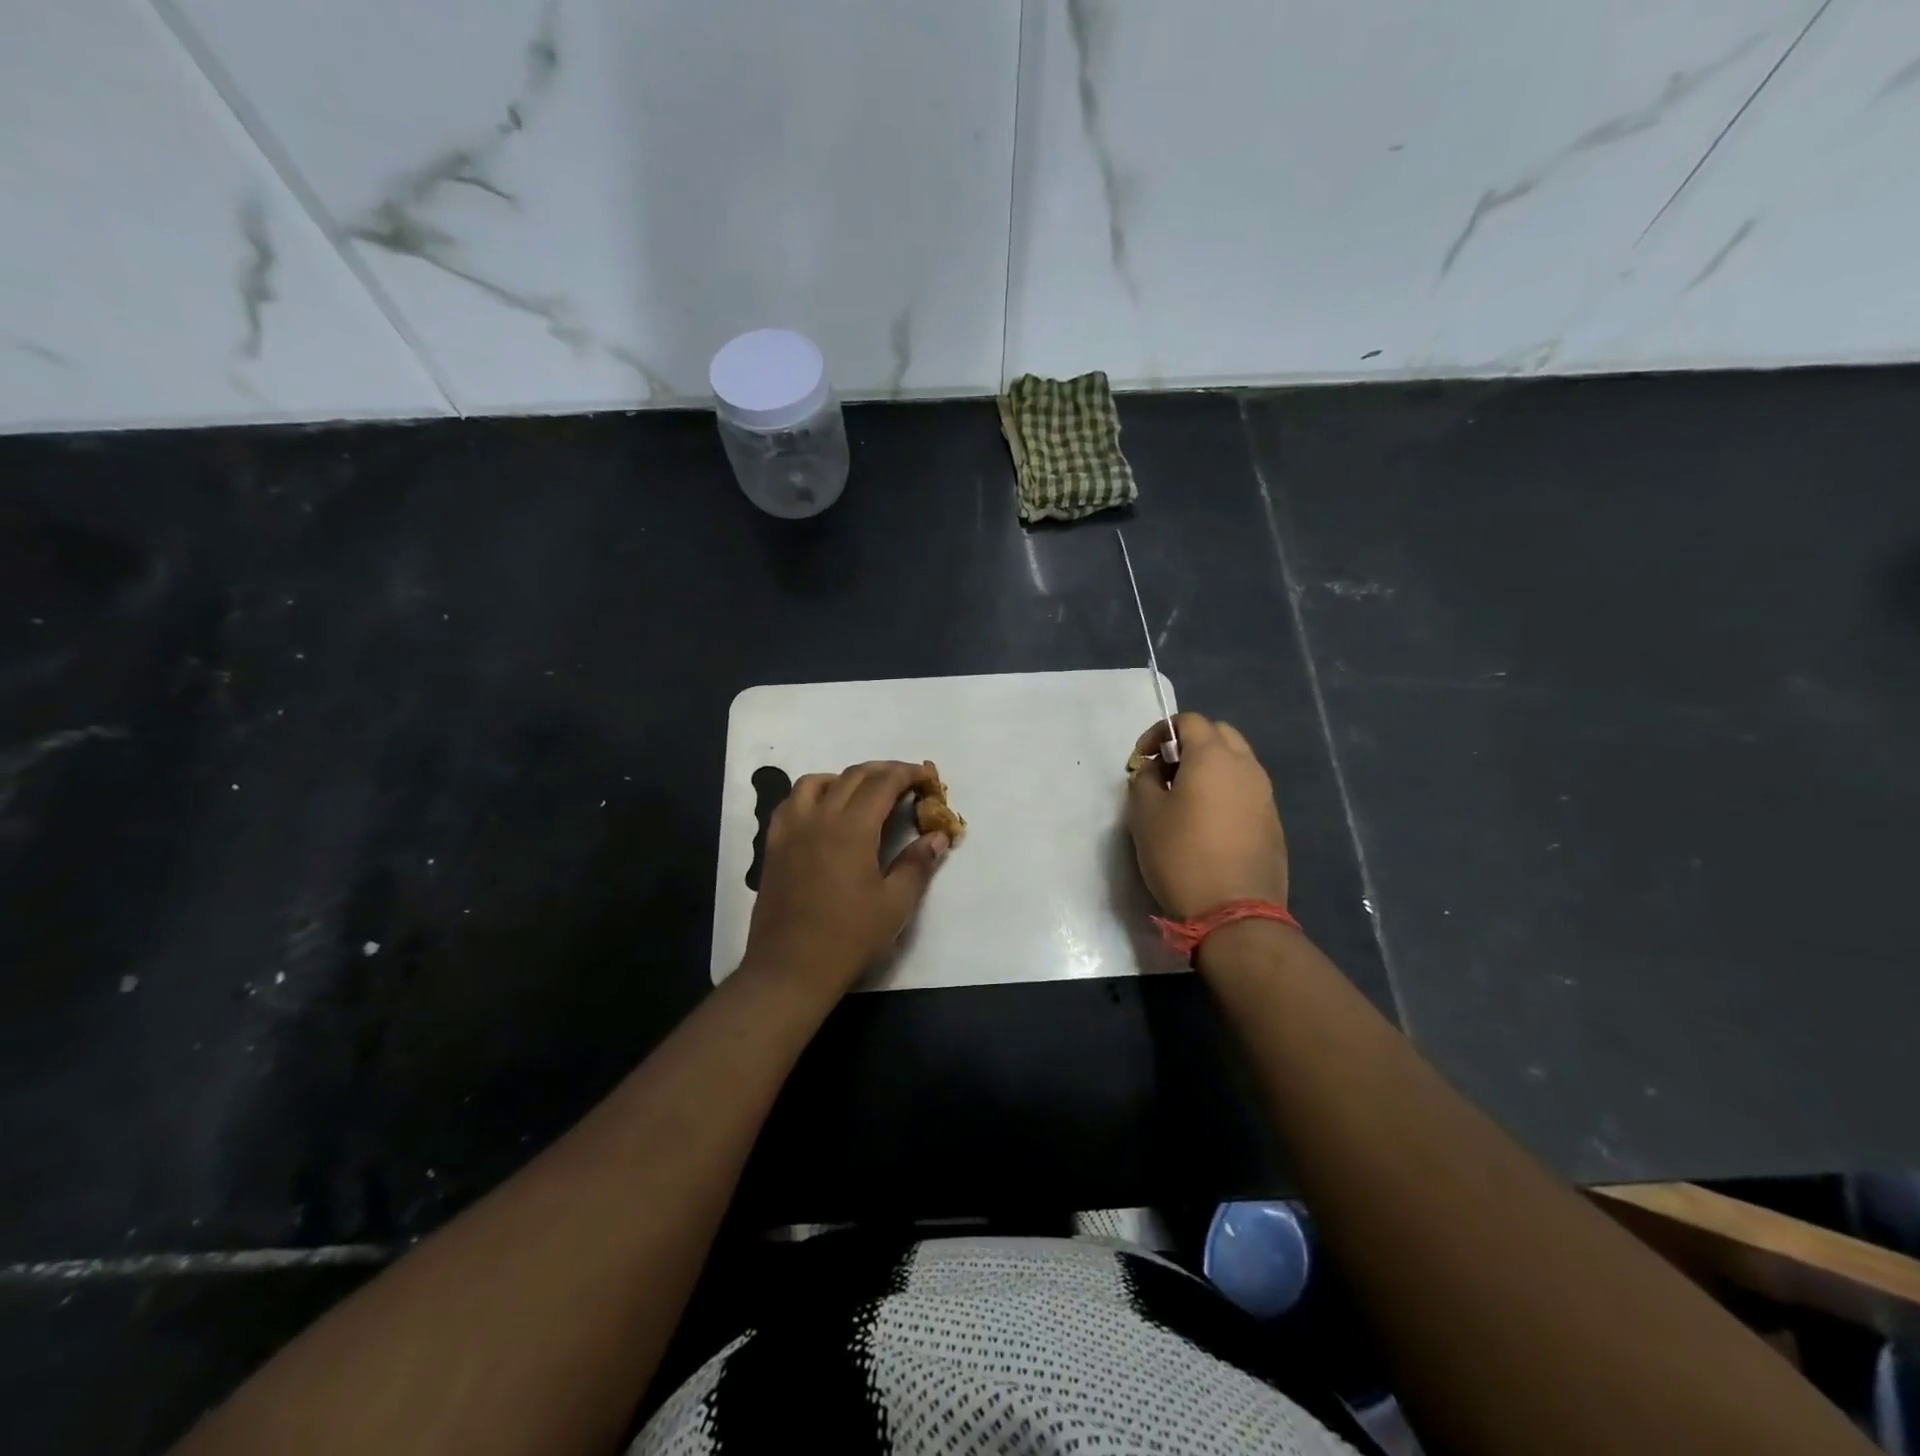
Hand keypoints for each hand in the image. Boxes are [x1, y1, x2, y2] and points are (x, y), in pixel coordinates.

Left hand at [741, 760, 951, 995]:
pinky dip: (813, 795)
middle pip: (852, 776)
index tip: (927, 777)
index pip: (882, 783)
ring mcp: (791, 830)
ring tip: (864, 793)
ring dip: (845, 778)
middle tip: (906, 782)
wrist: (790, 970)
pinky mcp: (774, 846)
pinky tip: (824, 813)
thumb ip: (917, 864)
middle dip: (883, 771)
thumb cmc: (848, 939)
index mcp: (851, 829)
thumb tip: (938, 836)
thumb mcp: (895, 905)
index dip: (908, 774)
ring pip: (816, 782)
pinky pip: (791, 804)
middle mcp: (819, 818)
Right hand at [1126, 713, 1288, 918]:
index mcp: (1213, 757)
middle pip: (1219, 734)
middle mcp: (1246, 766)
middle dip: (1190, 744)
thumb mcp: (1144, 814)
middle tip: (1166, 772)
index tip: (1142, 759)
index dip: (1160, 732)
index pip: (1189, 721)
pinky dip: (1226, 791)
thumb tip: (1155, 770)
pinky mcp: (1273, 821)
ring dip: (1210, 767)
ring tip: (1185, 797)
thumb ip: (1144, 780)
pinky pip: (1246, 790)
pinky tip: (1208, 822)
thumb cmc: (1180, 856)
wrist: (1234, 912)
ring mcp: (1265, 794)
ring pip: (1237, 762)